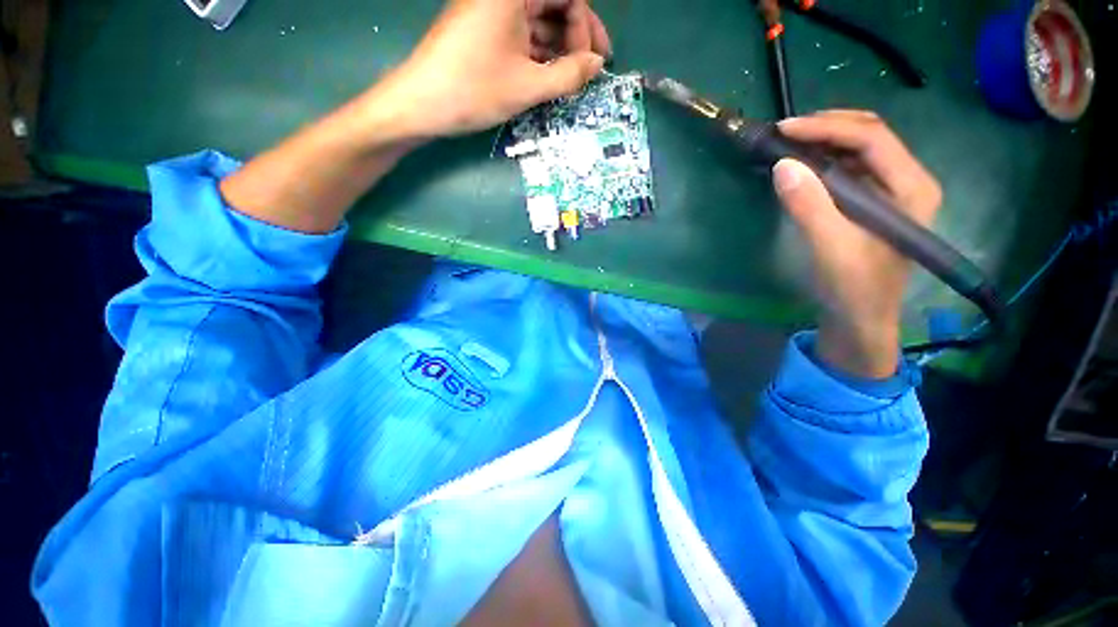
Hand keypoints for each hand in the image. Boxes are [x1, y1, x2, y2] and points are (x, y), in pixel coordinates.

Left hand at [370, 0, 610, 139]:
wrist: (421, 104)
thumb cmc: (474, 90)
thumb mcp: (528, 86)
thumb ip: (569, 75)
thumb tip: (597, 65)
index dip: (586, 27)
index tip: (592, 62)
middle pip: (553, 5)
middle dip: (576, 38)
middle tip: (589, 70)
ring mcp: (491, 10)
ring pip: (538, 22)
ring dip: (558, 50)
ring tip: (568, 81)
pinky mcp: (483, 29)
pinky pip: (521, 34)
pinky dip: (538, 55)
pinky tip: (546, 77)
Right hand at [772, 111, 941, 378]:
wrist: (860, 318)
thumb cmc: (852, 287)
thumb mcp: (830, 248)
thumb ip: (809, 205)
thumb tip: (782, 164)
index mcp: (911, 188)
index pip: (872, 139)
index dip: (828, 128)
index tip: (784, 130)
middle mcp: (907, 181)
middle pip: (870, 135)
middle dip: (827, 127)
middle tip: (784, 132)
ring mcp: (890, 191)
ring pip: (859, 148)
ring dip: (824, 140)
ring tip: (788, 143)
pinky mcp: (872, 202)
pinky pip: (849, 168)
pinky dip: (823, 159)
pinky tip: (802, 163)